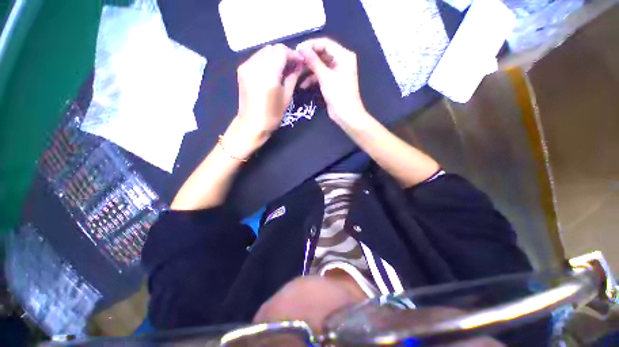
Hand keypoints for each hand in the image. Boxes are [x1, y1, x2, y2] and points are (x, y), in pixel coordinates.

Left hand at [235, 44, 303, 141]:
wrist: (251, 124)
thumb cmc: (272, 115)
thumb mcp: (286, 97)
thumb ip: (292, 77)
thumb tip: (299, 66)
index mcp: (268, 74)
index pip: (281, 51)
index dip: (293, 54)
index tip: (300, 62)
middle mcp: (255, 65)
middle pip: (272, 49)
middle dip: (285, 54)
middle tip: (293, 66)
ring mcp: (246, 66)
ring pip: (264, 52)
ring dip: (275, 57)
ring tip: (283, 69)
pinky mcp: (241, 70)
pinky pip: (257, 58)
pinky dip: (266, 61)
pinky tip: (272, 71)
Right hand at [297, 38, 366, 125]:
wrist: (346, 115)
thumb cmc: (339, 95)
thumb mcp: (326, 77)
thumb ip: (314, 62)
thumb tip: (302, 49)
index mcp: (344, 56)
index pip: (325, 43)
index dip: (311, 45)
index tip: (297, 49)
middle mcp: (341, 61)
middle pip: (322, 54)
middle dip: (309, 58)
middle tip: (296, 61)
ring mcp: (336, 72)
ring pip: (320, 65)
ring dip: (309, 69)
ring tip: (297, 73)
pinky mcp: (332, 82)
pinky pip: (321, 75)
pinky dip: (312, 79)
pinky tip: (303, 84)